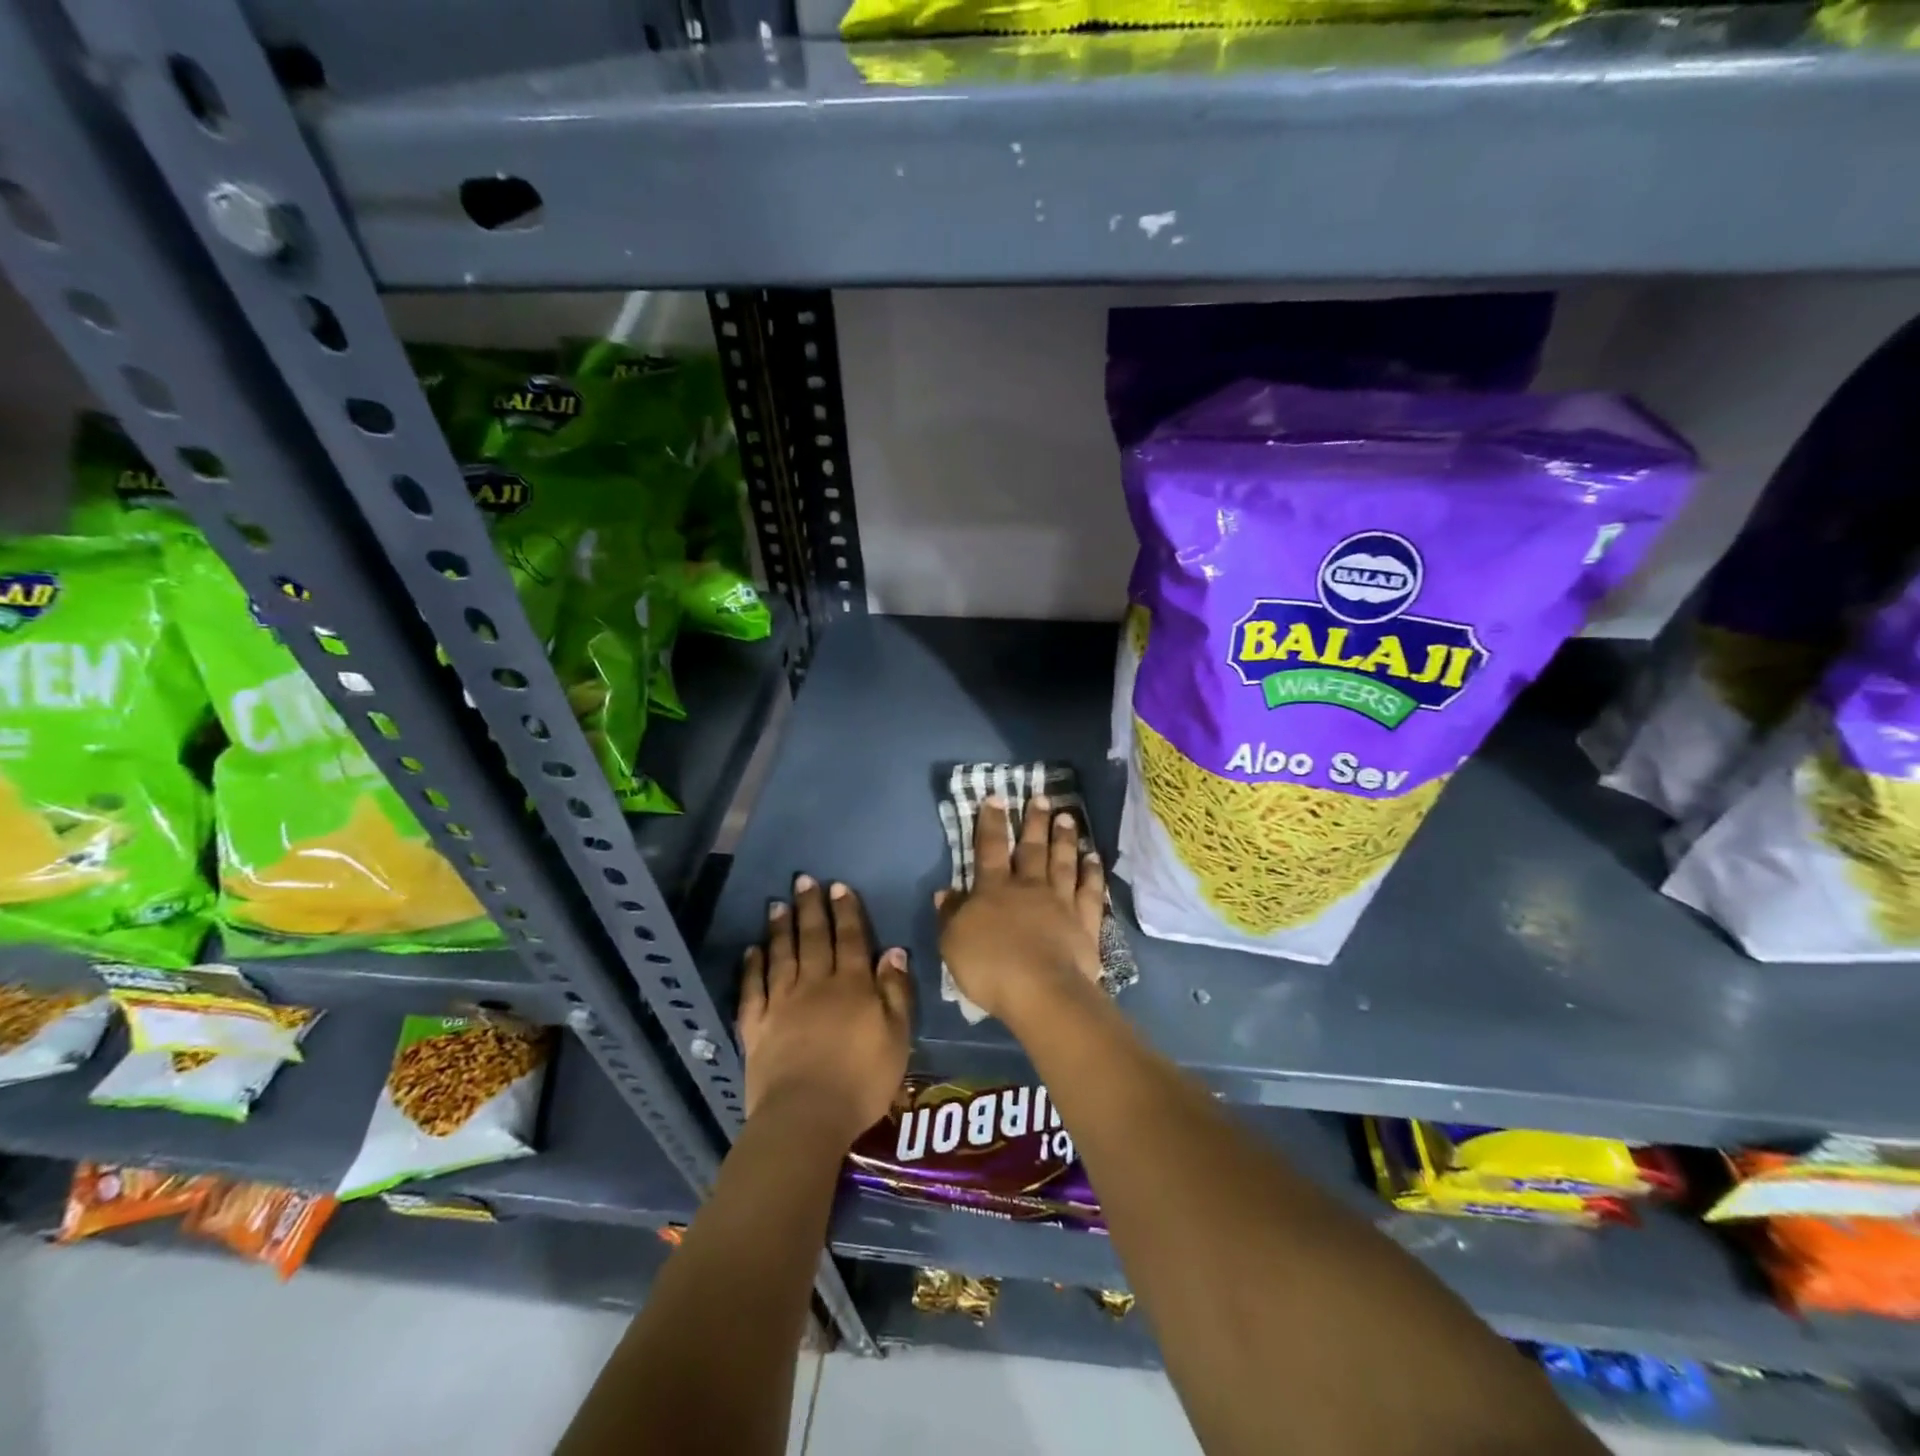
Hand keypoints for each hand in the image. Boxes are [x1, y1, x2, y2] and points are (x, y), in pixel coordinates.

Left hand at [737, 875, 910, 1145]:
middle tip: (804, 880)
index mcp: (852, 986)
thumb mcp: (897, 1037)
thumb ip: (895, 992)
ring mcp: (782, 1004)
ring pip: (782, 956)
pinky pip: (753, 989)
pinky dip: (752, 967)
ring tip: (777, 904)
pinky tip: (751, 950)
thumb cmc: (862, 1080)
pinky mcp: (757, 1026)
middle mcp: (816, 985)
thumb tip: (893, 951)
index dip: (846, 911)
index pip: (851, 939)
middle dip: (811, 908)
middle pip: (814, 939)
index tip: (838, 886)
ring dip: (780, 928)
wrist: (806, 1117)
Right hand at [936, 796, 1105, 1023]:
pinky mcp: (1085, 922)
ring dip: (1064, 838)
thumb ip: (950, 915)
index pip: (990, 848)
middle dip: (1034, 822)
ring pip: (1063, 862)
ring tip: (1067, 816)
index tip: (997, 798)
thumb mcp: (953, 943)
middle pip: (1032, 849)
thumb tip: (946, 891)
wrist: (1041, 991)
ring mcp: (1060, 902)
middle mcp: (1029, 887)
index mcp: (994, 890)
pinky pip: (1089, 891)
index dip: (992, 822)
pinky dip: (1092, 873)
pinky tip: (1094, 858)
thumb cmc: (990, 967)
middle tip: (1042, 797)